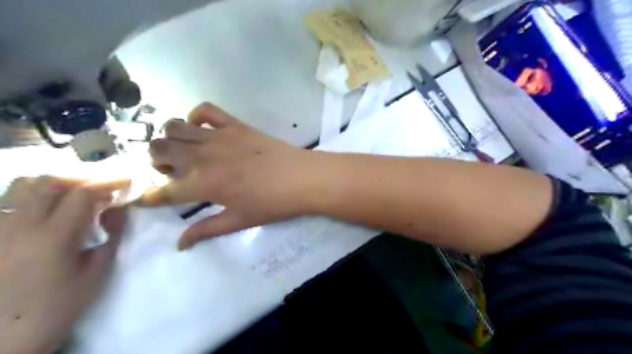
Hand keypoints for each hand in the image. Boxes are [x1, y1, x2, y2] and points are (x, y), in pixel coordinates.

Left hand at [1, 177, 126, 352]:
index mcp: (53, 238)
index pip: (82, 194)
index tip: (126, 180)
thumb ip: (111, 235)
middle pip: (50, 181)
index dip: (108, 182)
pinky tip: (48, 206)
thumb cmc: (58, 306)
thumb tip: (120, 208)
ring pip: (22, 185)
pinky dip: (32, 194)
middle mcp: (19, 226)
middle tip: (102, 185)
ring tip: (74, 193)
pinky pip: (8, 201)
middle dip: (83, 177)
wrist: (3, 338)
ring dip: (55, 183)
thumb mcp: (96, 272)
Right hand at [141, 102, 321, 250]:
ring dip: (170, 139)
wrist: (301, 179)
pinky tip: (203, 129)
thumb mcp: (239, 221)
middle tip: (171, 171)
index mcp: (203, 184)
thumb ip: (206, 230)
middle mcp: (203, 157)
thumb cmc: (272, 204)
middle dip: (155, 161)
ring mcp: (219, 136)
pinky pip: (206, 110)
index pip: (162, 190)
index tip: (142, 199)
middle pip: (159, 150)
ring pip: (175, 127)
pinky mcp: (235, 125)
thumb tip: (180, 244)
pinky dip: (197, 116)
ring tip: (184, 150)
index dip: (147, 197)